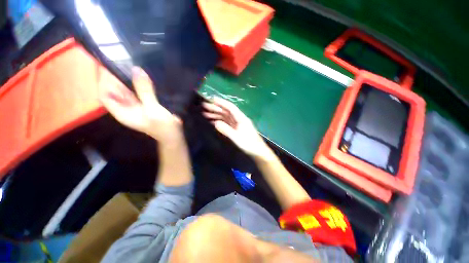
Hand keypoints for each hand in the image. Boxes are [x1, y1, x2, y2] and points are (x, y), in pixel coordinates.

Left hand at [99, 67, 182, 141]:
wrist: (173, 134)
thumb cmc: (162, 126)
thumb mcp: (152, 109)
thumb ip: (144, 91)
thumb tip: (136, 70)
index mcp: (121, 112)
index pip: (105, 95)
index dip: (103, 81)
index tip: (106, 66)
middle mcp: (126, 107)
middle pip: (115, 91)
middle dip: (115, 78)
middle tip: (120, 61)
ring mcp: (136, 105)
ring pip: (127, 90)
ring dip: (128, 79)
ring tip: (129, 65)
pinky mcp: (146, 103)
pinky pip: (139, 91)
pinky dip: (139, 84)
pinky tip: (142, 76)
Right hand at [202, 97, 273, 158]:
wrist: (258, 151)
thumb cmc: (249, 144)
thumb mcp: (237, 137)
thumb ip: (226, 130)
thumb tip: (215, 123)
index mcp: (241, 118)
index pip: (230, 108)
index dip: (221, 102)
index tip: (211, 99)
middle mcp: (239, 119)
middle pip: (227, 111)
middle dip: (216, 108)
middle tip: (204, 106)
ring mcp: (238, 124)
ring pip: (226, 117)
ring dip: (216, 114)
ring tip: (205, 114)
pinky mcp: (236, 129)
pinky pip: (227, 123)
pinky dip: (220, 121)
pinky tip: (213, 122)